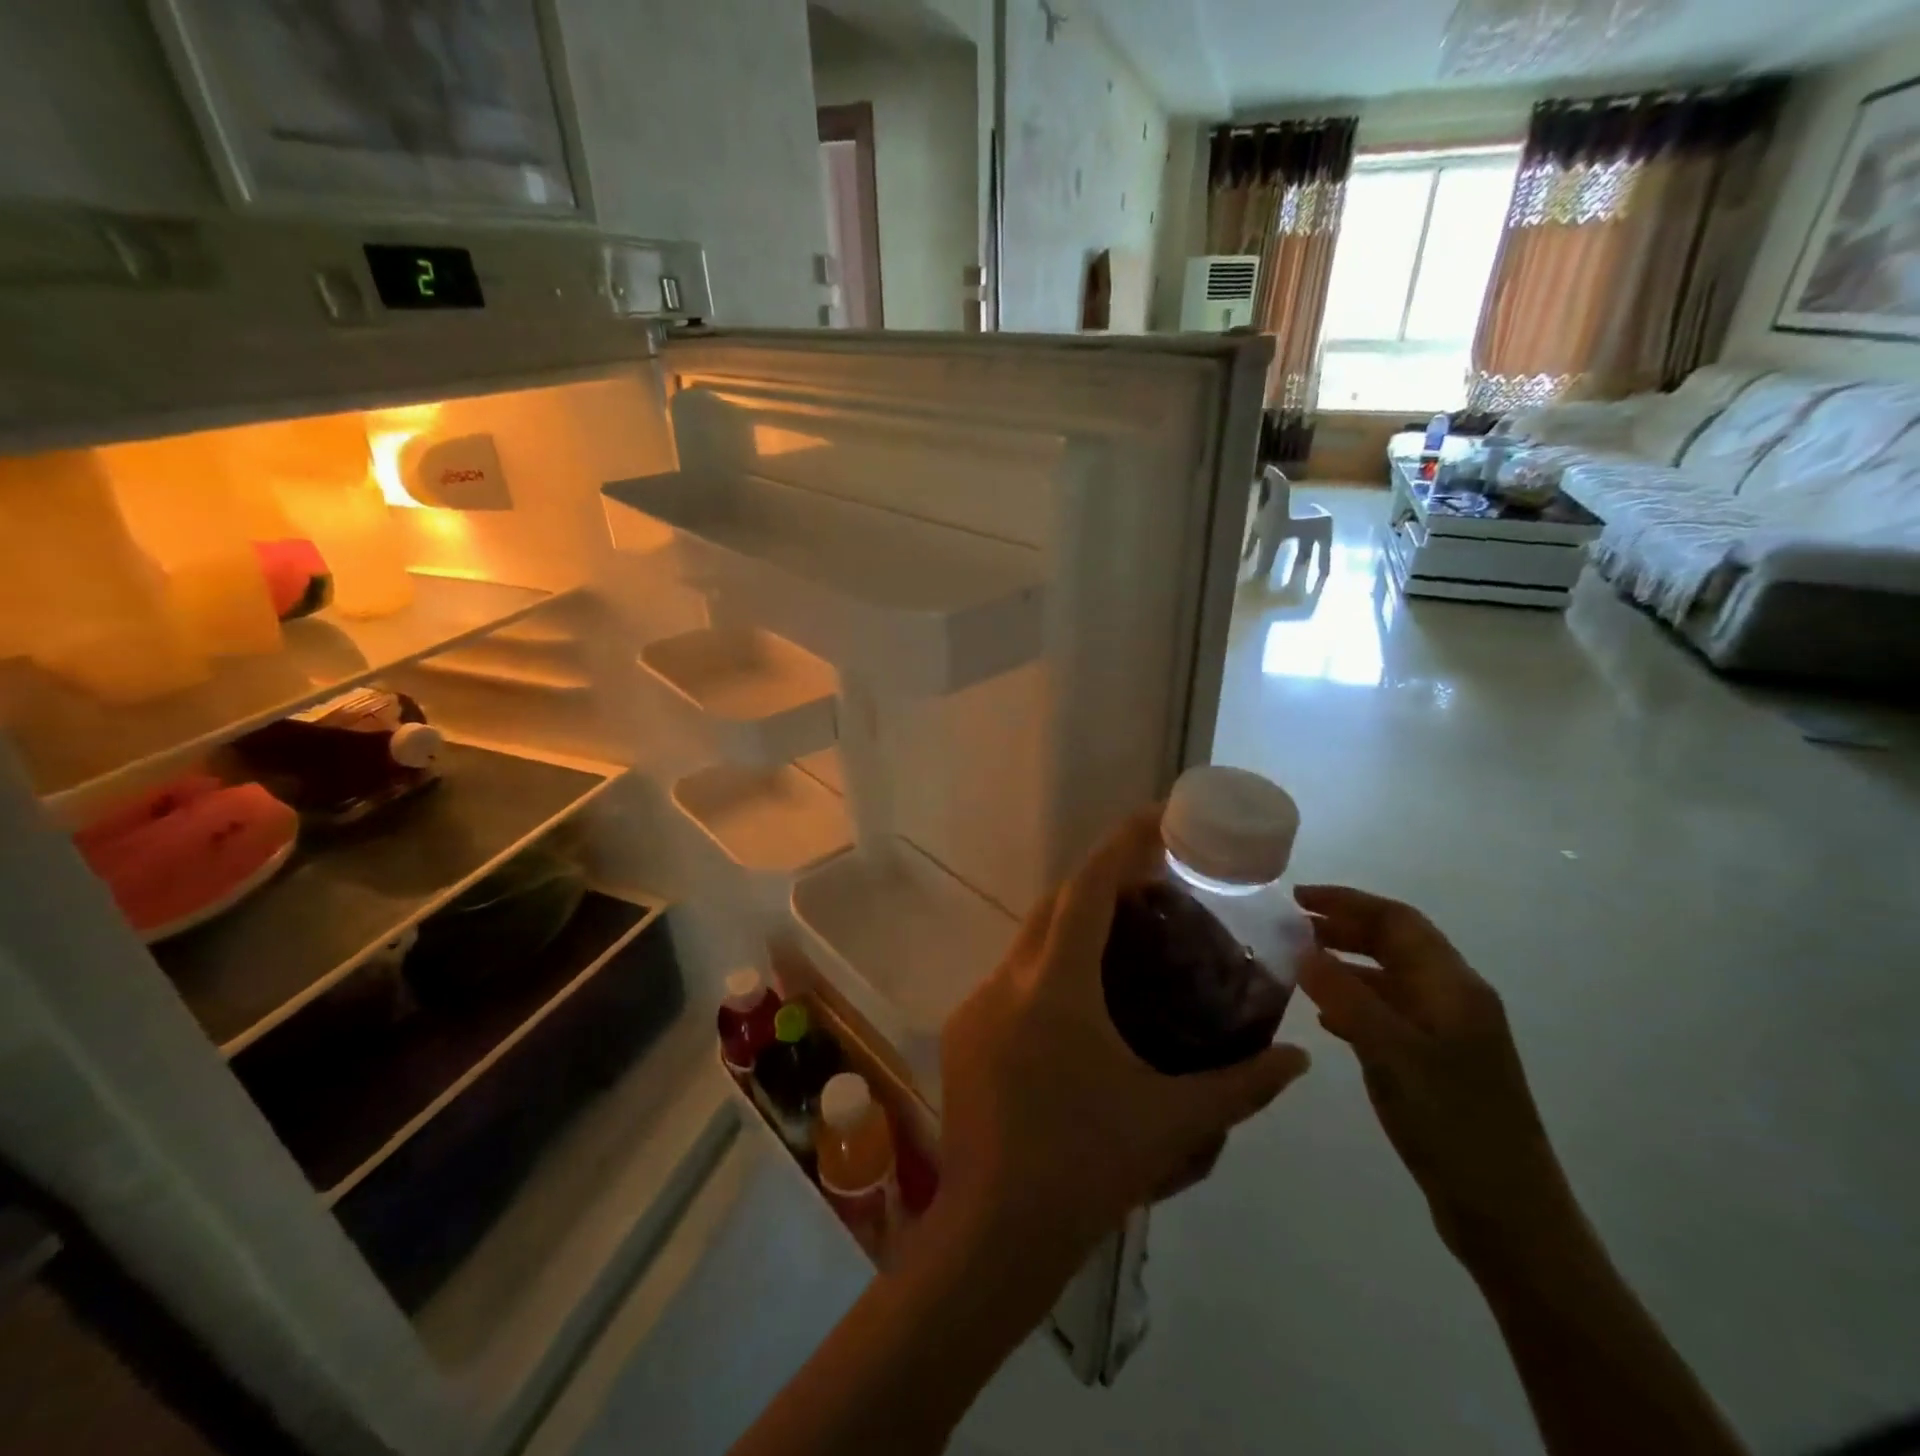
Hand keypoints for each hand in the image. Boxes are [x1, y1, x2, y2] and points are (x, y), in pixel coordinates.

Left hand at [938, 808, 1310, 1272]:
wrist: (994, 1232)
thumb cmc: (1086, 1167)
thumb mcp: (1173, 1124)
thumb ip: (1242, 1087)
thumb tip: (1300, 1059)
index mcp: (1055, 986)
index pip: (1088, 889)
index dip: (1121, 845)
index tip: (1154, 818)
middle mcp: (1008, 980)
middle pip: (1055, 905)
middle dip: (1099, 882)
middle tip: (1150, 887)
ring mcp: (976, 1004)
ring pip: (1029, 941)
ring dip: (1071, 927)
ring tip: (1120, 940)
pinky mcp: (962, 1032)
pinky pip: (1010, 979)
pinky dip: (1046, 968)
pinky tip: (1076, 1004)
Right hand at [1295, 885, 1575, 1260]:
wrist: (1508, 1215)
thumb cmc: (1452, 1123)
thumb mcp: (1391, 1052)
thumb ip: (1345, 995)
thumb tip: (1302, 950)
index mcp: (1453, 986)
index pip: (1398, 921)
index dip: (1348, 902)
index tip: (1297, 898)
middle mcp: (1454, 1000)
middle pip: (1396, 944)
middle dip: (1344, 928)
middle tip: (1290, 928)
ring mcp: (1448, 1034)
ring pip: (1390, 979)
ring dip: (1346, 964)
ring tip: (1298, 965)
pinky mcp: (1436, 1064)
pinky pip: (1389, 1014)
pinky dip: (1354, 1002)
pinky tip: (1325, 1017)